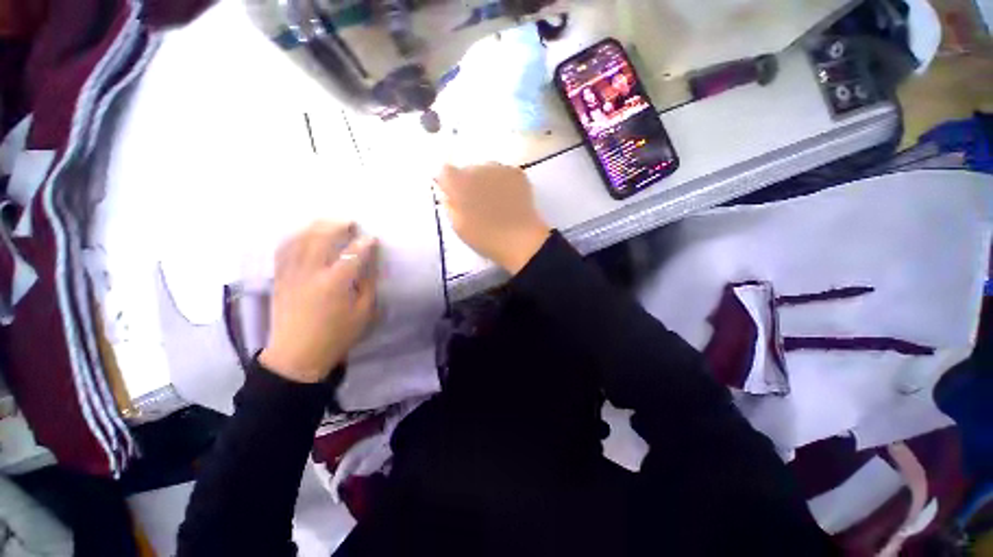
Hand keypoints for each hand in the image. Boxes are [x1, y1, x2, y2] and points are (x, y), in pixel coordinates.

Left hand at [259, 222, 378, 382]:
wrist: (297, 355)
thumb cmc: (337, 335)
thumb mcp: (363, 312)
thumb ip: (367, 284)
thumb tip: (369, 263)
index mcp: (335, 283)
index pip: (352, 254)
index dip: (365, 243)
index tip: (373, 238)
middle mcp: (310, 272)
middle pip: (321, 237)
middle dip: (337, 225)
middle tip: (349, 222)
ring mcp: (291, 273)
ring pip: (300, 239)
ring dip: (316, 226)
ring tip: (328, 222)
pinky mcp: (279, 278)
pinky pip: (284, 249)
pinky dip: (296, 236)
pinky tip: (304, 234)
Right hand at [437, 163, 550, 273]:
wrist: (519, 240)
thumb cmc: (484, 237)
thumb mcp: (458, 225)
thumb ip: (450, 204)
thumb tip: (448, 192)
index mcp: (458, 183)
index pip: (445, 171)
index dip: (449, 183)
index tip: (454, 196)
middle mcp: (477, 169)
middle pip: (468, 170)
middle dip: (469, 183)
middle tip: (477, 204)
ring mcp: (499, 169)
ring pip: (487, 170)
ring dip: (487, 182)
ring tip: (496, 203)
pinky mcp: (516, 174)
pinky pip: (504, 174)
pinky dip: (504, 183)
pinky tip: (509, 200)